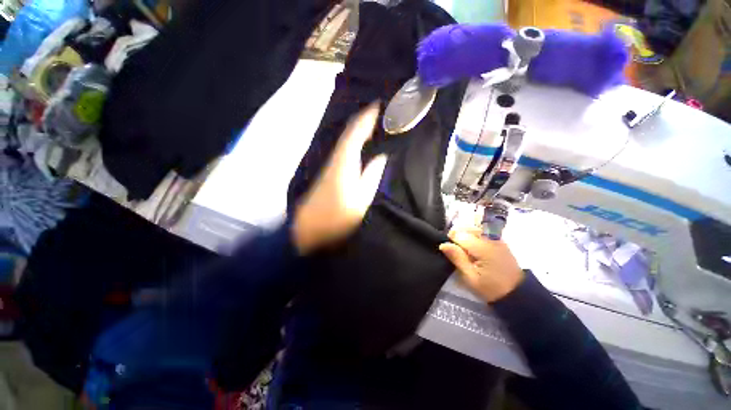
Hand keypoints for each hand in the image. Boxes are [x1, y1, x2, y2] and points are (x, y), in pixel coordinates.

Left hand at [292, 102, 387, 254]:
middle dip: (363, 119)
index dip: (366, 117)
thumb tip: (380, 157)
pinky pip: (343, 149)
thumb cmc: (338, 216)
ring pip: (345, 139)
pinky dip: (353, 141)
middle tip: (379, 111)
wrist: (311, 228)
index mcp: (345, 161)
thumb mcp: (362, 199)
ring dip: (358, 129)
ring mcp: (330, 164)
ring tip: (373, 123)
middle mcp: (335, 157)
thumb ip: (372, 176)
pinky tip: (359, 143)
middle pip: (349, 132)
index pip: (355, 131)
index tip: (378, 104)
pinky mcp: (328, 171)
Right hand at [439, 228, 524, 302]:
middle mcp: (490, 238)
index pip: (459, 234)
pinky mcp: (500, 241)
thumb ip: (457, 258)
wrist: (517, 294)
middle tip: (457, 253)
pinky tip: (474, 248)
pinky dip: (475, 236)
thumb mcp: (470, 278)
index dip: (450, 241)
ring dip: (466, 235)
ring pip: (474, 228)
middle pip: (466, 228)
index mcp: (482, 247)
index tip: (450, 252)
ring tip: (465, 250)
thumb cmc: (491, 288)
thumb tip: (443, 244)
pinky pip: (483, 231)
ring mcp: (496, 238)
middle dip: (458, 237)